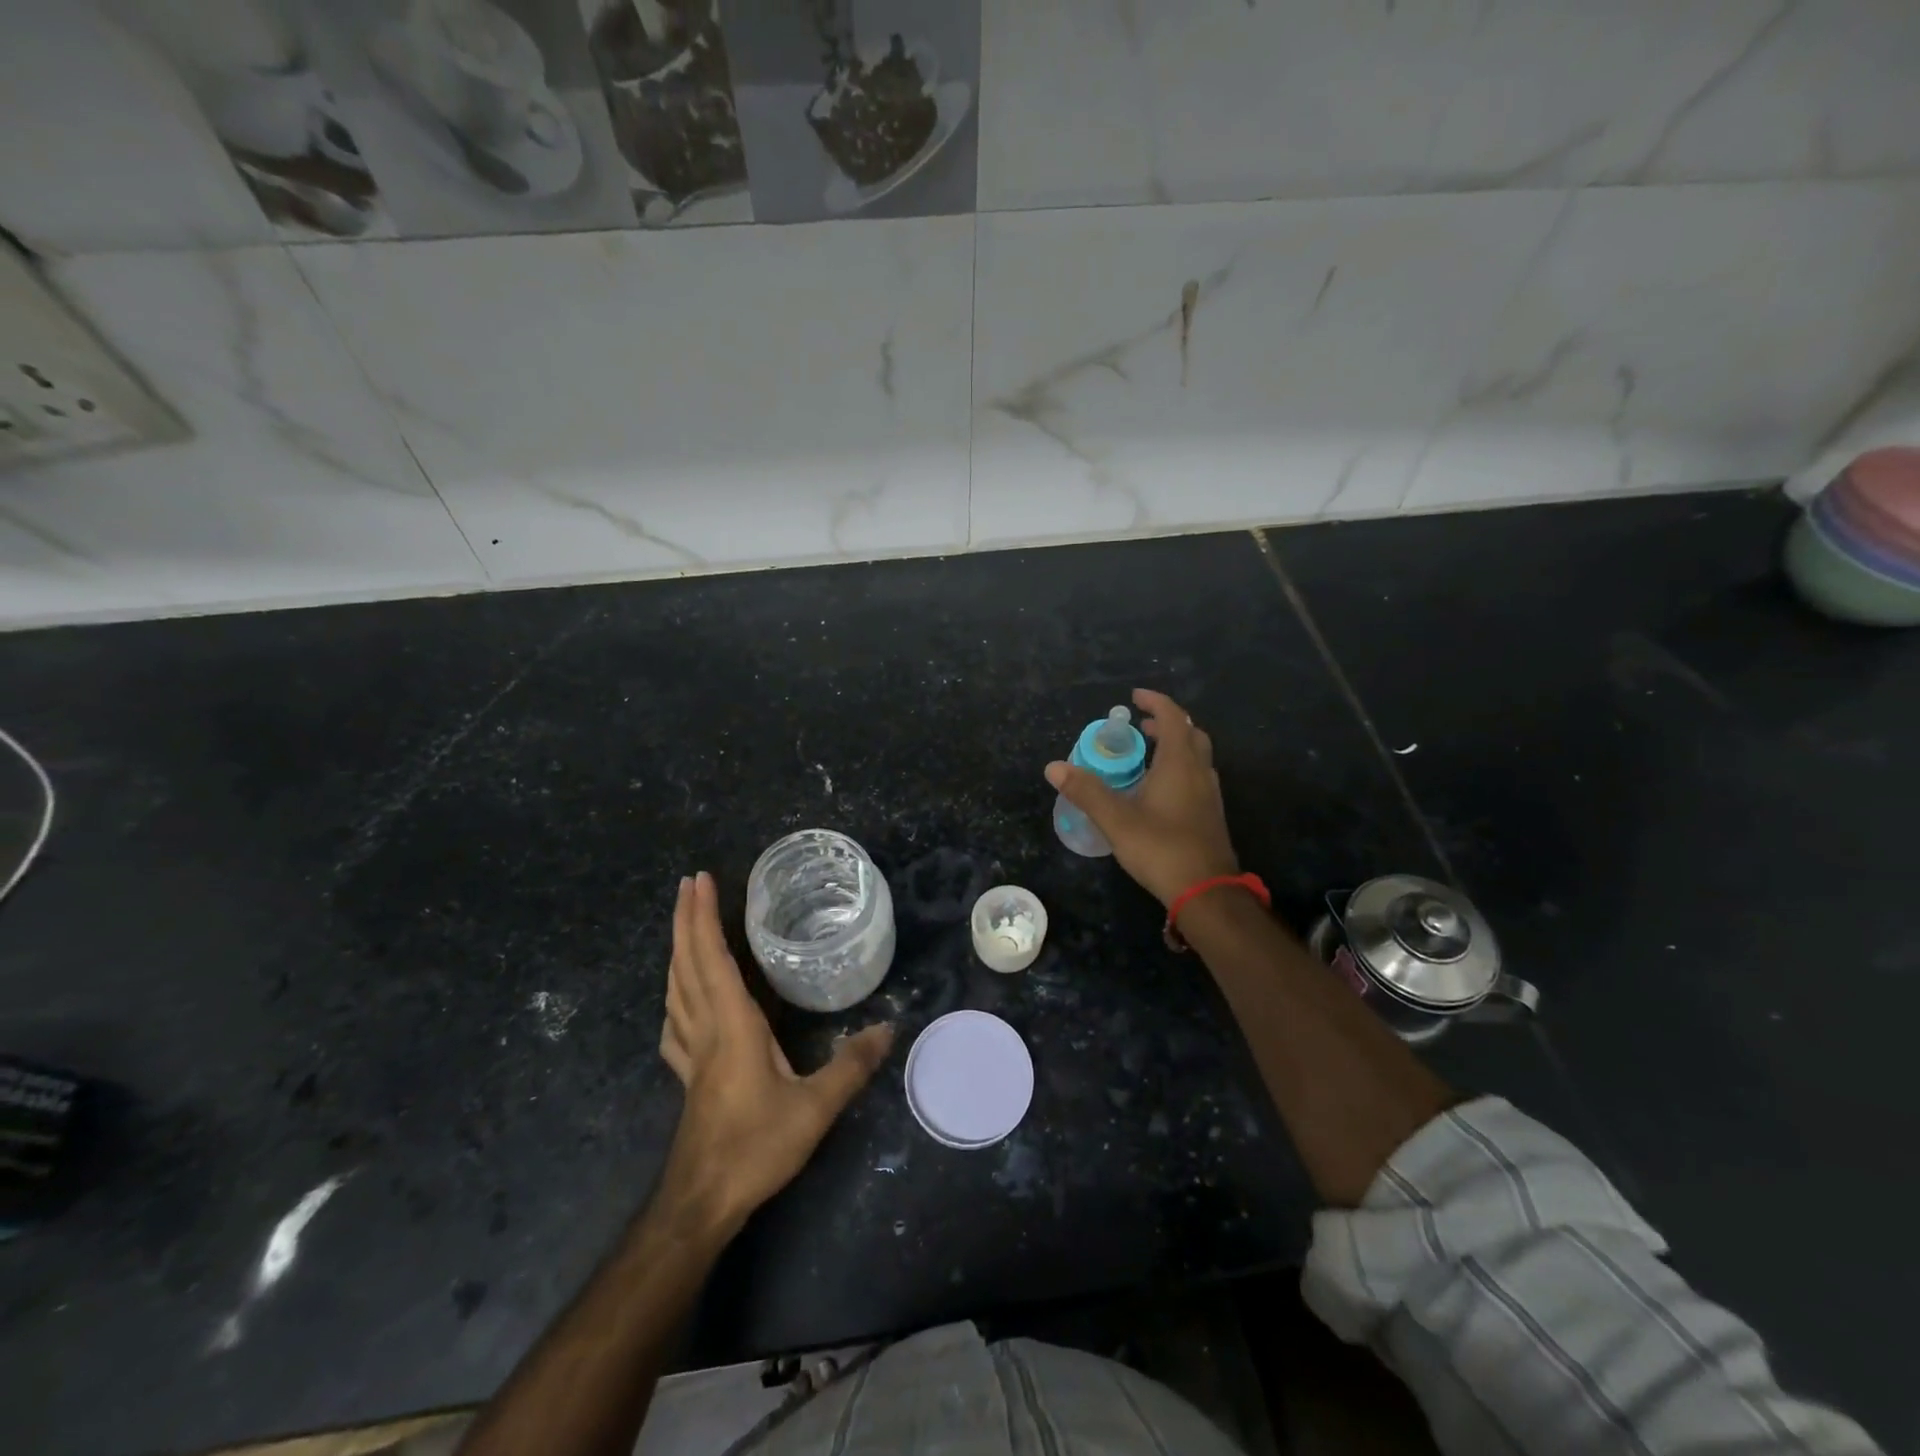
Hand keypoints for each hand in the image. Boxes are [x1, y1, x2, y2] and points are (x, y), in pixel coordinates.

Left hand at [657, 873, 892, 1232]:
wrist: (702, 1202)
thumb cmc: (756, 1148)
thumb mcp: (814, 1108)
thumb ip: (851, 1066)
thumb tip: (888, 1028)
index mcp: (731, 1025)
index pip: (712, 958)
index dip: (704, 917)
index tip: (701, 880)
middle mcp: (705, 1029)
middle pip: (687, 964)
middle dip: (686, 920)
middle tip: (688, 884)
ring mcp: (690, 1053)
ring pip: (676, 989)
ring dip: (677, 950)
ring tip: (684, 925)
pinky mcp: (687, 1076)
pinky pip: (674, 1022)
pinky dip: (674, 995)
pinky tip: (679, 1000)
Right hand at [1046, 688, 1240, 906]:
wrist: (1206, 892)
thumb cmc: (1161, 848)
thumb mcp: (1116, 819)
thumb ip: (1086, 791)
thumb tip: (1054, 767)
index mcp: (1179, 764)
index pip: (1172, 717)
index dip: (1155, 702)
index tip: (1134, 698)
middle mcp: (1200, 772)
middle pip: (1190, 734)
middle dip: (1166, 723)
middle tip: (1140, 726)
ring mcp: (1210, 795)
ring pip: (1197, 756)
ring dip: (1175, 746)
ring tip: (1147, 754)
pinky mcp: (1211, 816)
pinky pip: (1197, 777)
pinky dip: (1179, 768)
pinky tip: (1160, 789)